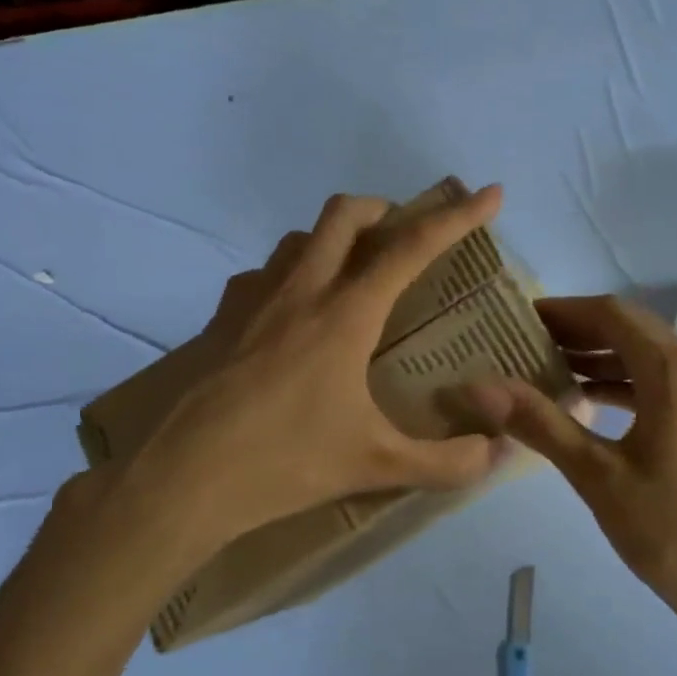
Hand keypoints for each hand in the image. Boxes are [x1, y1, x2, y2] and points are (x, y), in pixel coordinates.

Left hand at [91, 188, 507, 580]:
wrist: (178, 482)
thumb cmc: (284, 464)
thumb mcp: (377, 466)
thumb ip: (447, 462)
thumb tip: (498, 453)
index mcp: (345, 314)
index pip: (412, 247)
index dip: (458, 216)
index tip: (490, 193)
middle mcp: (301, 291)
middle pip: (345, 214)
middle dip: (386, 209)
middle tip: (408, 236)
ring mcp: (253, 300)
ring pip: (300, 237)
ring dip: (336, 238)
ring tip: (356, 273)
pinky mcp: (220, 320)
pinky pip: (264, 274)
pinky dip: (292, 274)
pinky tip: (296, 314)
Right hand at [465, 295, 676, 630]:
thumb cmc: (671, 530)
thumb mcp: (598, 476)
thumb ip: (541, 423)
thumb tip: (481, 387)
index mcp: (672, 369)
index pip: (610, 314)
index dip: (563, 311)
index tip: (519, 317)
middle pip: (630, 329)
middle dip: (578, 331)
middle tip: (525, 342)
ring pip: (647, 356)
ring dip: (600, 356)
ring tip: (547, 367)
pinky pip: (662, 383)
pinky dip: (624, 382)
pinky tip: (589, 401)